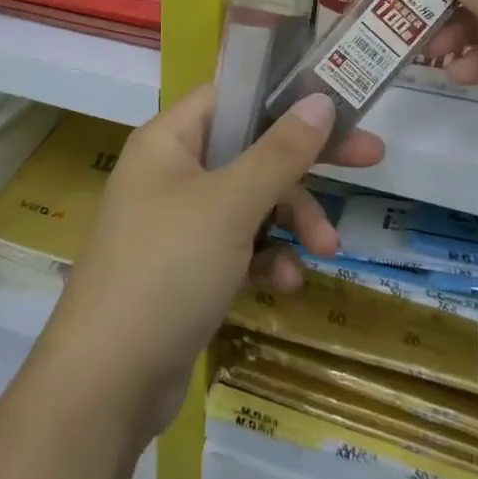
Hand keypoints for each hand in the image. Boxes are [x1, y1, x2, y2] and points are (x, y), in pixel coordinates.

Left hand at [34, 87, 382, 441]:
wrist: (107, 382)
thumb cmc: (167, 269)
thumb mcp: (230, 205)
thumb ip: (280, 152)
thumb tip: (320, 100)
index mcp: (169, 140)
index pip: (233, 96)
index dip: (283, 97)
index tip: (336, 107)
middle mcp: (171, 172)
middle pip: (250, 149)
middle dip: (304, 166)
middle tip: (371, 159)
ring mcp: (178, 222)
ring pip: (251, 202)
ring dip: (291, 221)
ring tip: (325, 250)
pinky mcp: (187, 269)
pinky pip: (238, 246)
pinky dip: (265, 259)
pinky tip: (284, 284)